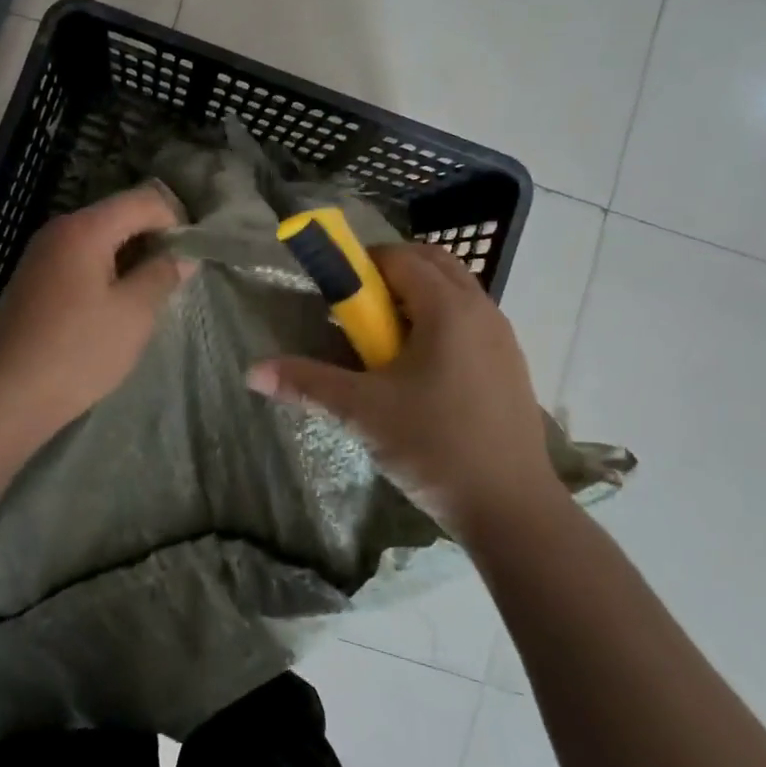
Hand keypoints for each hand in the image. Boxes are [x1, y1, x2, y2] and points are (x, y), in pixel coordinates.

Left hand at [0, 185, 192, 434]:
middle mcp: (59, 229)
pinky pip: (80, 259)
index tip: (190, 258)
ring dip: (130, 258)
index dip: (175, 221)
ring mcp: (41, 253)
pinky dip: (105, 271)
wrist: (8, 396)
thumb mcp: (134, 313)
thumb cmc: (79, 351)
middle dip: (153, 240)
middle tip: (174, 279)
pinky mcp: (33, 279)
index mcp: (85, 228)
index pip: (144, 200)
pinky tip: (113, 307)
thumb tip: (182, 256)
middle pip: (120, 215)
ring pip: (100, 239)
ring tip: (148, 296)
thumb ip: (163, 274)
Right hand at [247, 243, 554, 533]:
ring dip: (418, 298)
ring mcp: (503, 338)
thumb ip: (307, 383)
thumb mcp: (362, 412)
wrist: (512, 508)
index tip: (337, 293)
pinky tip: (422, 371)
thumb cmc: (434, 446)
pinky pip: (471, 321)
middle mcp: (481, 310)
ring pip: (456, 292)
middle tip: (360, 310)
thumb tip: (253, 371)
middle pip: (433, 264)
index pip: (400, 258)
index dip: (363, 265)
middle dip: (392, 273)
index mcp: (447, 308)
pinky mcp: (511, 365)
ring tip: (387, 341)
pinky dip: (441, 323)